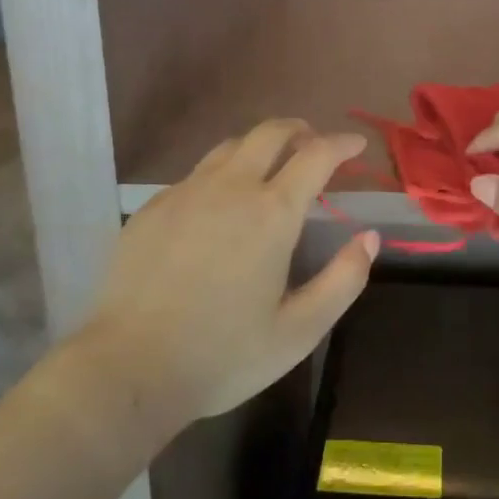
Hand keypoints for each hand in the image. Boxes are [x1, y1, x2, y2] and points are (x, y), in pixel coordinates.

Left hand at [80, 120, 378, 424]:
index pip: (317, 155)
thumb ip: (343, 281)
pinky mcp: (154, 206)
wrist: (128, 368)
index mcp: (272, 212)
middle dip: (300, 130)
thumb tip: (370, 238)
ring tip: (269, 166)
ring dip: (259, 146)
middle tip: (313, 145)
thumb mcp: (298, 331)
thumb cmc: (222, 354)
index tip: (356, 144)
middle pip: (271, 132)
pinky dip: (221, 175)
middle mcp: (231, 186)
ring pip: (231, 146)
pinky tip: (218, 206)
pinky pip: (196, 174)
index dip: (341, 143)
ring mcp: (187, 191)